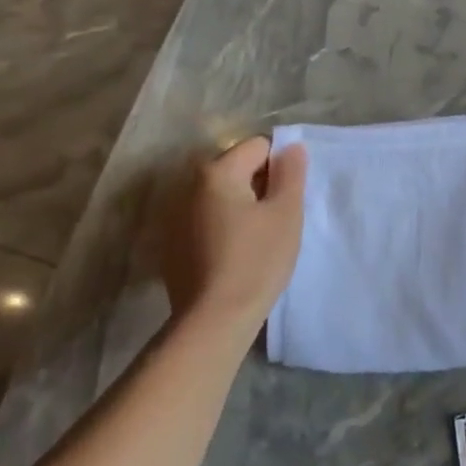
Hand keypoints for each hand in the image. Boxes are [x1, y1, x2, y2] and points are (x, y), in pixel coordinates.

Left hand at [156, 137, 307, 323]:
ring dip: (242, 207)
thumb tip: (291, 147)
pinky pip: (207, 221)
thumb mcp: (286, 213)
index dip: (281, 167)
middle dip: (261, 186)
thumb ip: (291, 174)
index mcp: (217, 173)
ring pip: (222, 197)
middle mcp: (189, 186)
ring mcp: (176, 216)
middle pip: (237, 169)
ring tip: (259, 239)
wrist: (215, 318)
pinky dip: (225, 228)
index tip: (289, 198)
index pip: (258, 146)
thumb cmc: (258, 259)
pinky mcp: (173, 244)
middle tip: (279, 219)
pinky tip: (236, 256)